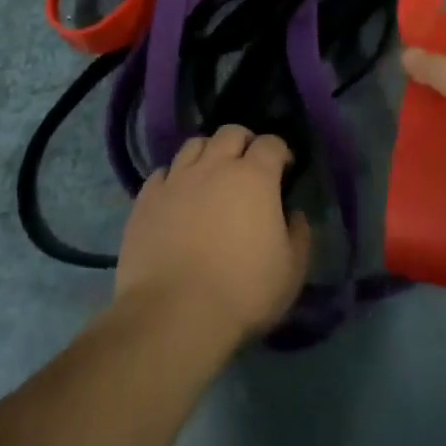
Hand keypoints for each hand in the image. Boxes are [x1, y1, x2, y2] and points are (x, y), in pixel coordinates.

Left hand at [114, 125, 312, 343]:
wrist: (174, 313)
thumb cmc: (243, 292)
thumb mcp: (292, 271)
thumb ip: (299, 234)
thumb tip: (293, 214)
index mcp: (254, 177)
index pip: (271, 143)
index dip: (281, 152)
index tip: (285, 169)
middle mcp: (214, 166)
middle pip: (230, 132)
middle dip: (244, 142)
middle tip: (248, 165)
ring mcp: (176, 179)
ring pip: (193, 145)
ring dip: (208, 153)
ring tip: (211, 175)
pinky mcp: (147, 199)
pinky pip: (162, 173)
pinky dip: (174, 178)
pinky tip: (178, 196)